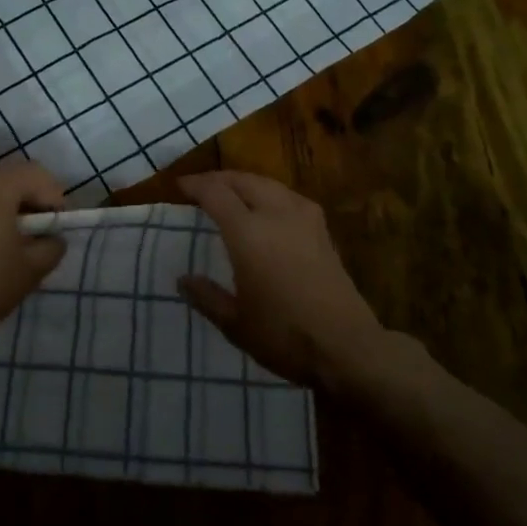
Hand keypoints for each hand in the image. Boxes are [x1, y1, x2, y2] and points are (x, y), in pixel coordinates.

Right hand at [177, 171, 389, 388]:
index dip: (195, 185)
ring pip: (269, 183)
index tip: (179, 186)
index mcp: (248, 233)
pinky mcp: (323, 230)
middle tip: (201, 187)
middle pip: (244, 180)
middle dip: (219, 179)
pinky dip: (270, 192)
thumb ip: (207, 297)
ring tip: (232, 192)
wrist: (347, 347)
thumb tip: (183, 280)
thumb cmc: (284, 335)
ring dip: (246, 182)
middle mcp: (276, 215)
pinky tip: (269, 208)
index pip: (215, 193)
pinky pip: (289, 196)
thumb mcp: (235, 324)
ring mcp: (304, 219)